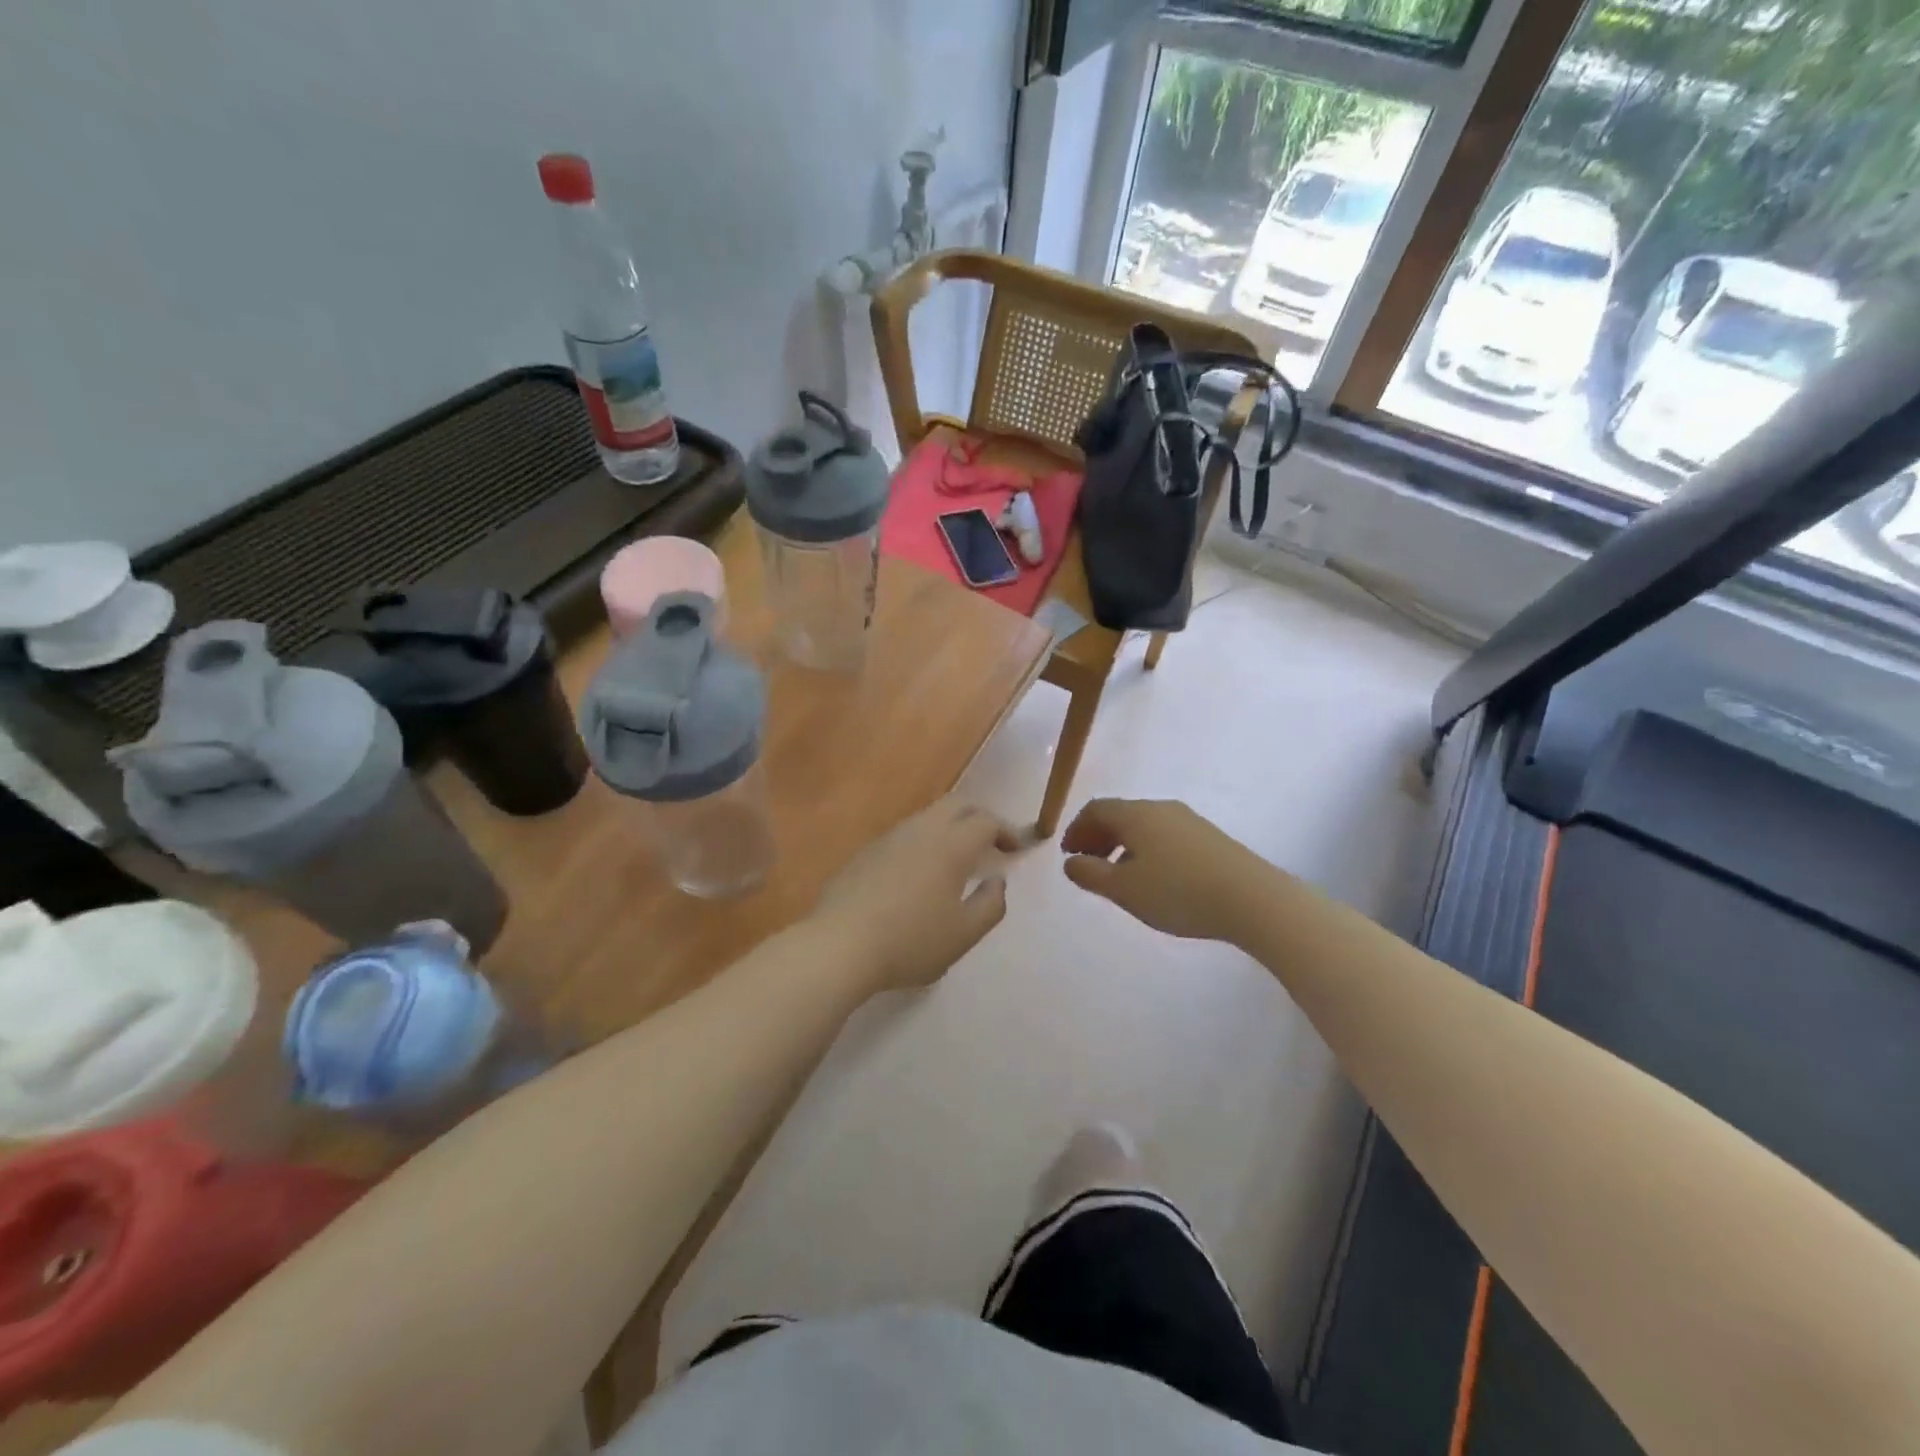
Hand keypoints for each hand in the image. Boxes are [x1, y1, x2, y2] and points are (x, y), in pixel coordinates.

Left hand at [815, 797, 1021, 990]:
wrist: (839, 945)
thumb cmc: (910, 941)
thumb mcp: (964, 934)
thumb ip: (990, 905)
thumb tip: (997, 882)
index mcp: (951, 845)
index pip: (986, 821)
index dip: (1006, 831)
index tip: (1015, 851)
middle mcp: (921, 830)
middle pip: (957, 804)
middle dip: (979, 816)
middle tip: (991, 842)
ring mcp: (889, 837)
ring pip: (928, 816)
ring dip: (949, 827)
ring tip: (957, 858)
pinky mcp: (866, 852)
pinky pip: (904, 835)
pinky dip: (923, 842)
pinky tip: (918, 873)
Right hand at [1061, 798, 1268, 941]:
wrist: (1251, 898)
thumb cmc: (1177, 891)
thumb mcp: (1124, 889)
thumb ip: (1091, 874)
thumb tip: (1071, 862)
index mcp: (1136, 814)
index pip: (1096, 809)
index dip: (1076, 829)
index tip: (1069, 855)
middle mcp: (1161, 808)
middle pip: (1120, 814)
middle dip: (1099, 837)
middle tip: (1089, 864)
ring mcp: (1189, 821)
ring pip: (1145, 826)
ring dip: (1123, 845)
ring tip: (1120, 876)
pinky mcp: (1209, 838)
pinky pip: (1166, 836)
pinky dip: (1147, 850)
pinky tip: (1155, 879)